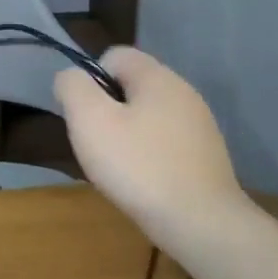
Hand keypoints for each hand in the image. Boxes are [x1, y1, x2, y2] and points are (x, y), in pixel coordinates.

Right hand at [54, 47, 243, 241]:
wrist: (200, 222)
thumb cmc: (139, 166)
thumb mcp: (90, 120)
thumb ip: (73, 88)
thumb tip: (71, 77)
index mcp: (157, 76)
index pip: (115, 55)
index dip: (91, 79)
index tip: (85, 116)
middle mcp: (184, 92)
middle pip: (132, 86)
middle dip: (108, 110)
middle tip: (98, 144)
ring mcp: (200, 125)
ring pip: (149, 116)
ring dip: (128, 134)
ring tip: (120, 168)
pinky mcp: (206, 155)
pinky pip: (166, 142)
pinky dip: (150, 155)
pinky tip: (145, 182)